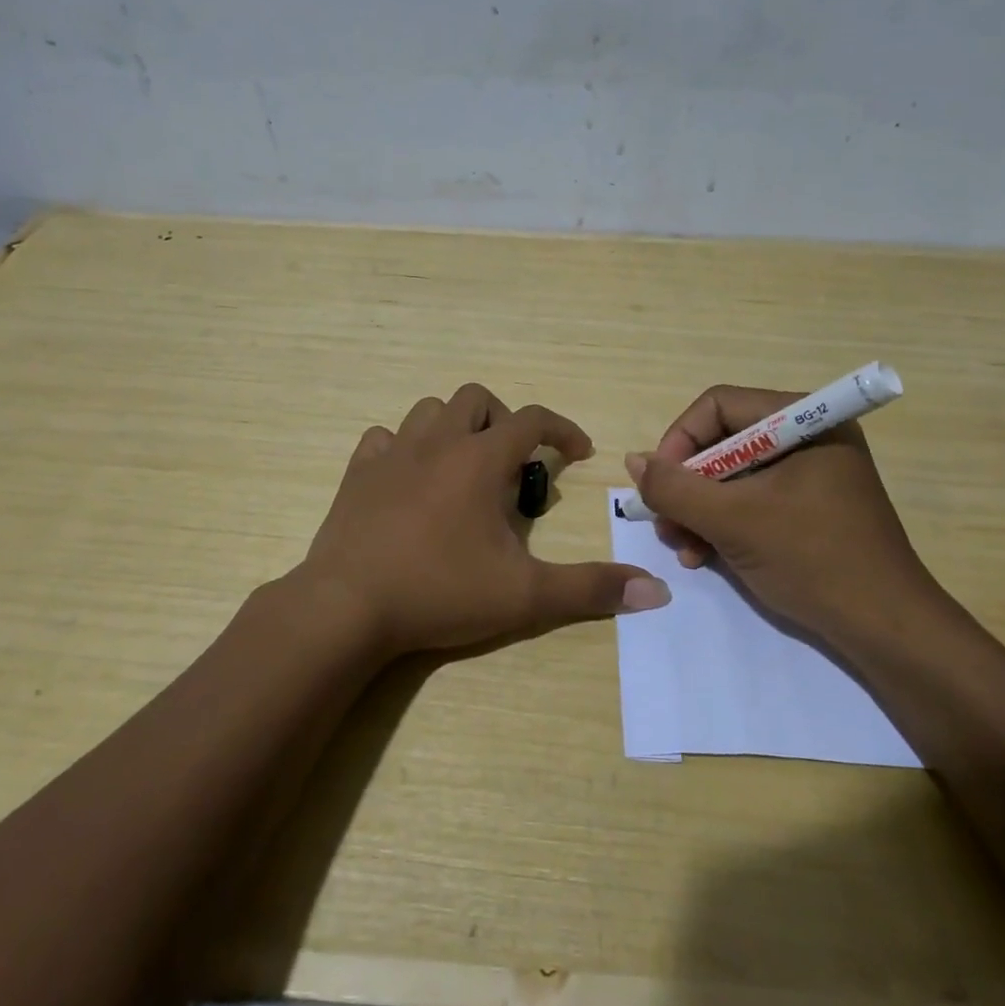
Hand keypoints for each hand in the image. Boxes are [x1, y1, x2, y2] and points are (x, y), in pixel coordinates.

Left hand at [299, 384, 669, 656]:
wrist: (348, 607)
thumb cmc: (440, 592)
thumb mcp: (524, 596)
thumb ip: (590, 589)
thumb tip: (656, 592)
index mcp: (479, 459)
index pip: (532, 419)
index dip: (562, 430)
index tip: (577, 453)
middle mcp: (436, 442)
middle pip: (476, 398)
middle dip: (504, 421)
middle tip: (513, 465)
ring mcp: (391, 454)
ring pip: (428, 411)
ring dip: (454, 428)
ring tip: (464, 469)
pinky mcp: (356, 473)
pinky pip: (383, 439)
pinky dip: (404, 448)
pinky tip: (410, 480)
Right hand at [625, 386, 942, 647]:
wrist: (886, 630)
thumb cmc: (813, 559)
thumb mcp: (733, 520)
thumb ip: (675, 488)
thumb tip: (634, 461)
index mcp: (804, 421)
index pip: (718, 406)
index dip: (679, 441)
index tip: (658, 485)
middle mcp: (807, 437)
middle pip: (721, 442)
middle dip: (687, 487)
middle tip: (666, 525)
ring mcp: (809, 474)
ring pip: (730, 477)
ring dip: (698, 511)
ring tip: (683, 549)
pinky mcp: (808, 508)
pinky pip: (750, 501)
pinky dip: (722, 525)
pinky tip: (704, 557)